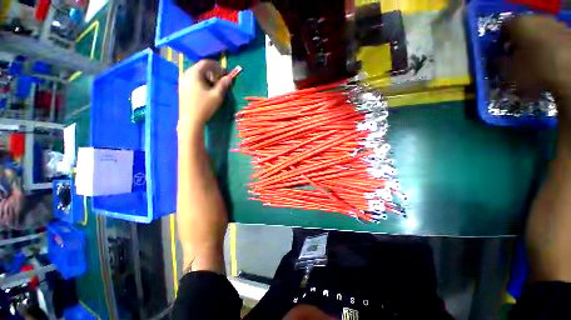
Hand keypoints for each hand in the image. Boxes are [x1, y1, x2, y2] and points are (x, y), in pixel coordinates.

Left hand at [178, 60, 232, 129]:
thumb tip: (229, 78)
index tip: (225, 74)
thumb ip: (223, 85)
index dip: (217, 66)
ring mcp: (182, 81)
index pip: (206, 63)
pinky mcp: (182, 88)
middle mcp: (186, 74)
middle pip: (201, 68)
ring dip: (207, 78)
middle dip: (212, 73)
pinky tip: (206, 92)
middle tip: (220, 83)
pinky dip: (201, 82)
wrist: (190, 120)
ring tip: (214, 88)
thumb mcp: (217, 95)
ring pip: (197, 75)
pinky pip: (193, 80)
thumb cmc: (204, 106)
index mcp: (194, 73)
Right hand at [503, 16, 570, 108]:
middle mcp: (536, 18)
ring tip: (534, 67)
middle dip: (519, 46)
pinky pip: (553, 43)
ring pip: (539, 37)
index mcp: (519, 22)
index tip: (501, 56)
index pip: (502, 28)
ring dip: (534, 50)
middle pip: (523, 31)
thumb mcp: (508, 70)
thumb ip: (498, 63)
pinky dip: (548, 53)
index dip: (500, 42)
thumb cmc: (535, 68)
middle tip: (517, 62)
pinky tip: (548, 67)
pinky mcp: (568, 36)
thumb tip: (495, 60)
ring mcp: (555, 25)